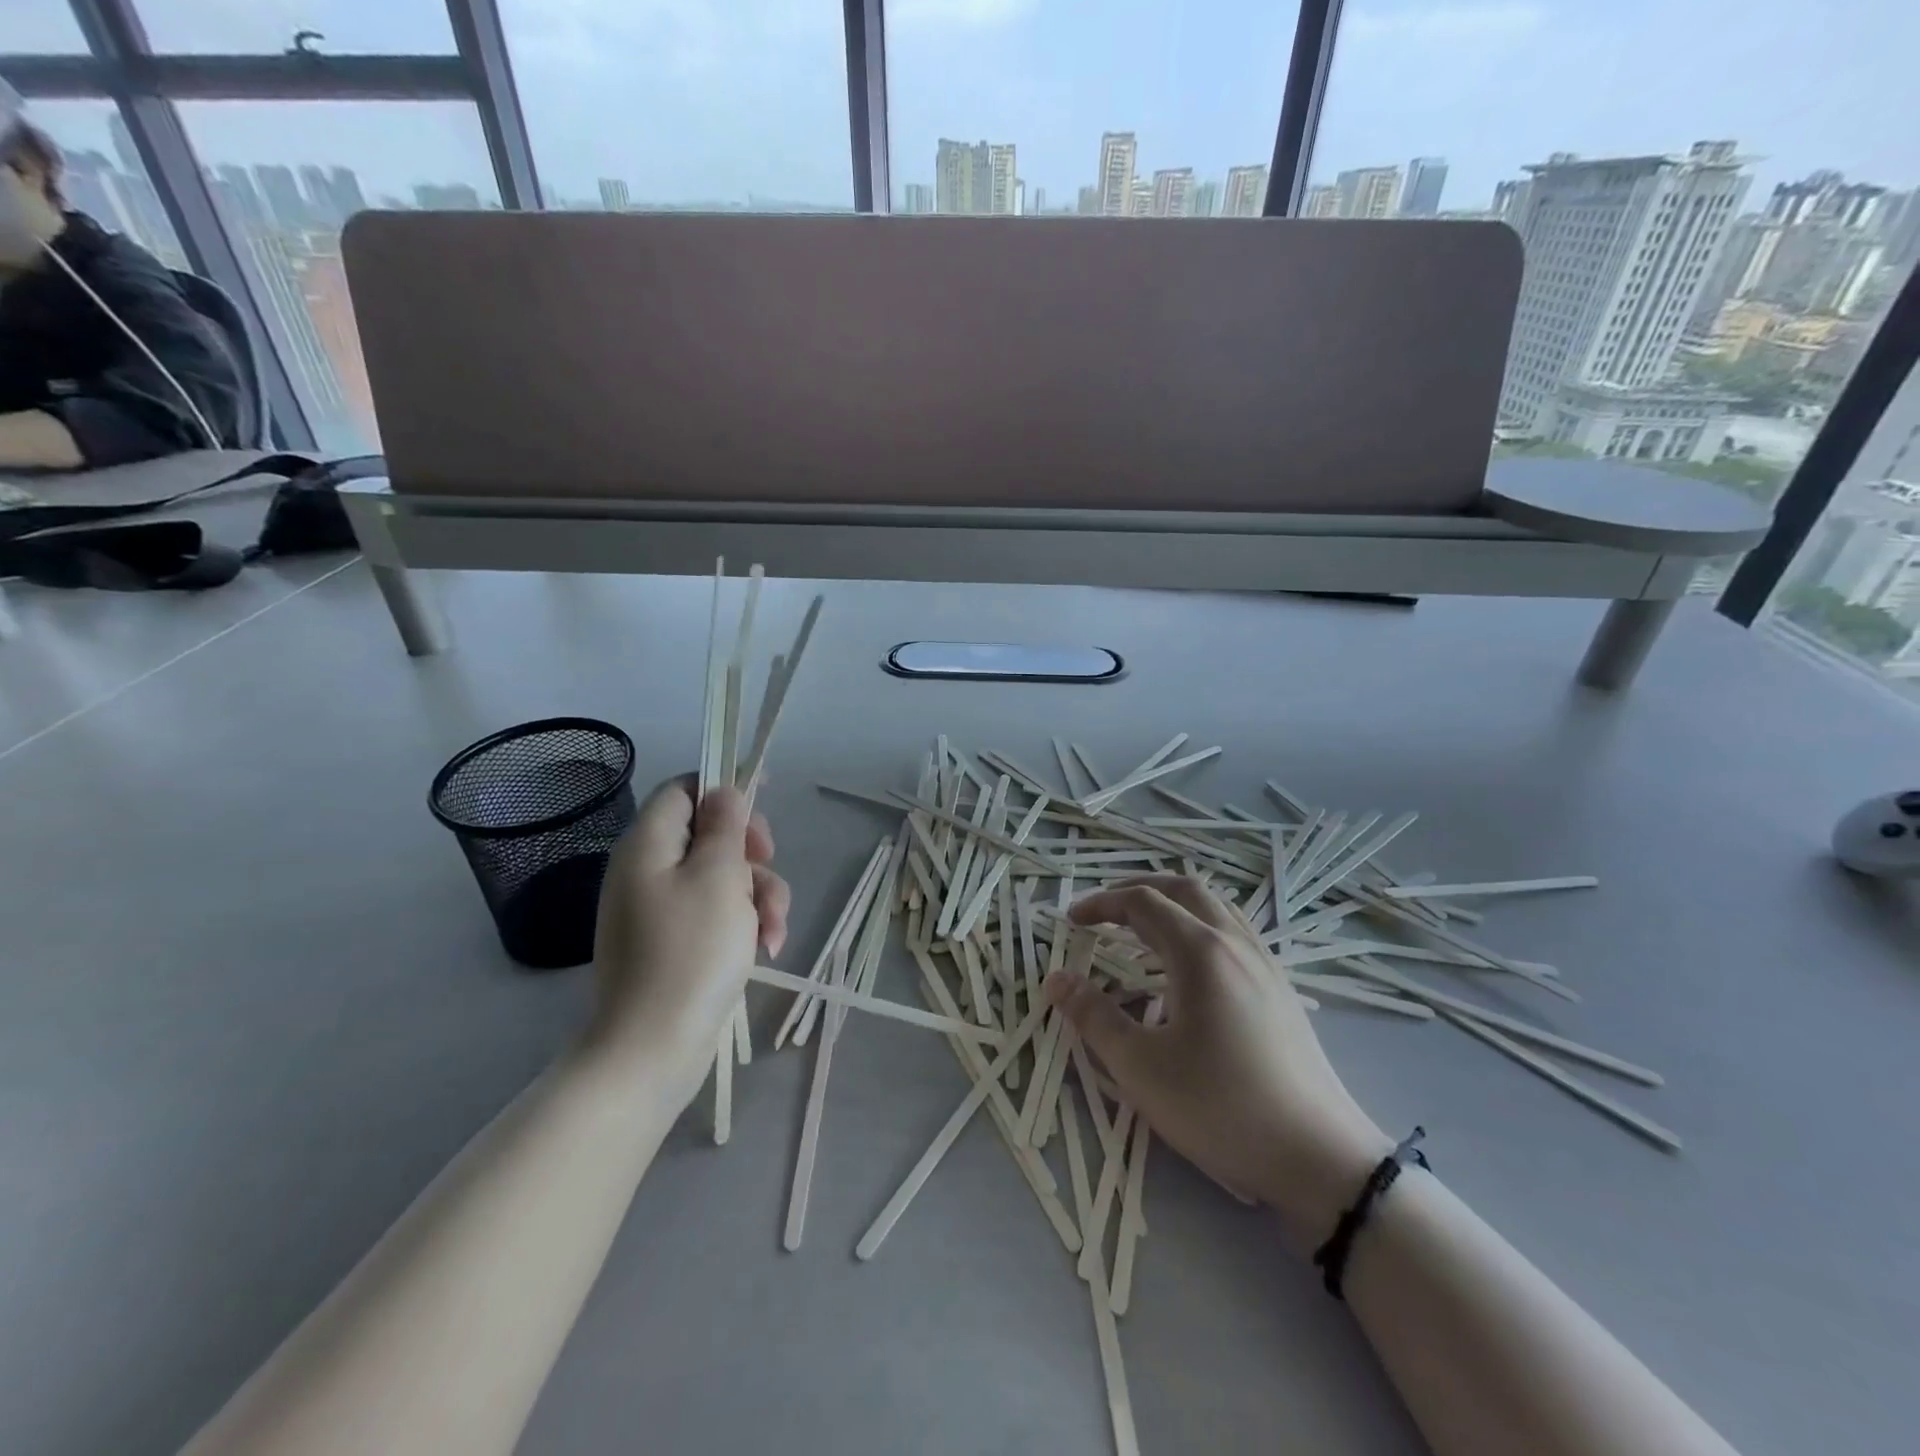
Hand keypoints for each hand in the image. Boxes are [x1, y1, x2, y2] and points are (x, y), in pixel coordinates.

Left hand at [584, 777, 789, 1094]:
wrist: (653, 1050)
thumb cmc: (691, 952)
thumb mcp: (719, 877)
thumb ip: (725, 826)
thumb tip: (725, 793)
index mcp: (648, 845)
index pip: (683, 789)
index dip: (724, 786)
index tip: (765, 794)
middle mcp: (647, 871)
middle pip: (709, 834)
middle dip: (750, 851)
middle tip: (769, 863)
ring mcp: (661, 910)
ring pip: (721, 877)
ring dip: (758, 894)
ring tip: (773, 928)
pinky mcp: (676, 944)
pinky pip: (716, 914)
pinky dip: (744, 924)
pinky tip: (767, 947)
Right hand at [1049, 875, 1390, 1249]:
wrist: (1319, 1158)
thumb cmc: (1221, 1108)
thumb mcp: (1141, 1067)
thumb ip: (1093, 1017)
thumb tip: (1056, 979)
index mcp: (1200, 951)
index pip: (1143, 902)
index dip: (1102, 904)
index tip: (1072, 922)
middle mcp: (1235, 943)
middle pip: (1183, 889)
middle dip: (1138, 890)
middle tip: (1105, 911)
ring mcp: (1265, 963)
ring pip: (1215, 906)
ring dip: (1173, 903)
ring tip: (1144, 928)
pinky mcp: (1281, 988)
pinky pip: (1234, 931)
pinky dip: (1200, 925)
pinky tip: (1191, 964)